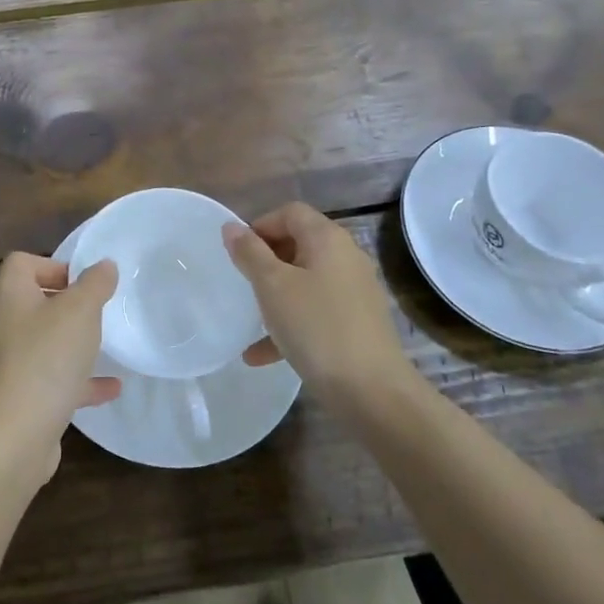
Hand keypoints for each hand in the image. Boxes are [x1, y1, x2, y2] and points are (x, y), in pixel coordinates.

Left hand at [0, 254, 120, 480]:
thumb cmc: (45, 359)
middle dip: (66, 306)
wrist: (12, 437)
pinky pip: (49, 380)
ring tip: (105, 347)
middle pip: (32, 303)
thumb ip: (95, 284)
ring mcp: (5, 364)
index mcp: (8, 295)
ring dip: (71, 344)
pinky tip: (110, 389)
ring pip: (42, 344)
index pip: (22, 263)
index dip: (54, 266)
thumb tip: (104, 265)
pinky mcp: (16, 399)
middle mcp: (0, 325)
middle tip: (98, 313)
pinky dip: (77, 381)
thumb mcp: (80, 311)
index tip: (84, 283)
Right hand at [224, 203, 407, 397]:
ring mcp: (355, 292)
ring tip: (250, 317)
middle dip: (267, 260)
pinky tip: (261, 355)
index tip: (238, 253)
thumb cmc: (316, 326)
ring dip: (276, 295)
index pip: (291, 213)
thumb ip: (249, 253)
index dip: (261, 225)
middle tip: (242, 282)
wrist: (371, 390)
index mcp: (328, 239)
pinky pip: (316, 312)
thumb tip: (232, 227)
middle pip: (299, 244)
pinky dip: (290, 324)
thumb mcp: (272, 286)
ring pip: (306, 281)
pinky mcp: (357, 324)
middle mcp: (346, 258)